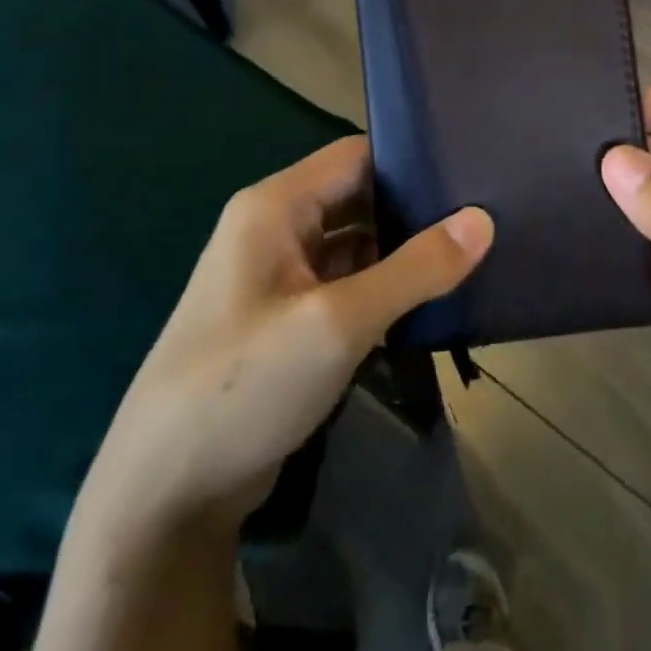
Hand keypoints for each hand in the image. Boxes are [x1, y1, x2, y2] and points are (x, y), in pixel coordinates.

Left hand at [80, 137, 492, 533]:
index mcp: (275, 207)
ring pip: (356, 246)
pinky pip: (348, 288)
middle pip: (358, 199)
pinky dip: (386, 290)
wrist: (164, 494)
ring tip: (474, 253)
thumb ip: (415, 268)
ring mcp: (280, 279)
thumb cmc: (246, 385)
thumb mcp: (338, 322)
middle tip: (486, 216)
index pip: (355, 156)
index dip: (410, 159)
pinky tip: (433, 300)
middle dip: (415, 210)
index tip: (471, 171)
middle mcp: (275, 231)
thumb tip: (483, 220)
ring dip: (404, 254)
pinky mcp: (289, 322)